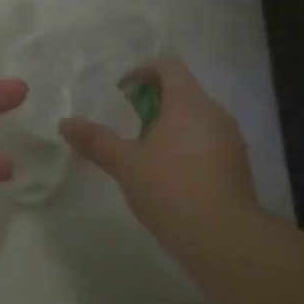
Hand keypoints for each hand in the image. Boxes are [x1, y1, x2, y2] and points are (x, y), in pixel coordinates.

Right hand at [60, 56, 259, 249]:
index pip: (169, 66)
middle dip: (155, 101)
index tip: (122, 91)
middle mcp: (215, 113)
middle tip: (130, 124)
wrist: (223, 237)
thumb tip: (65, 123)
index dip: (143, 71)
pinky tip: (172, 175)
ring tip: (148, 152)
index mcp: (189, 102)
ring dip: (172, 125)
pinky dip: (188, 145)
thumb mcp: (125, 164)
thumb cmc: (170, 189)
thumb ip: (96, 140)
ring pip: (198, 118)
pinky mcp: (238, 164)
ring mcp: (231, 139)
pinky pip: (209, 141)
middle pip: (184, 91)